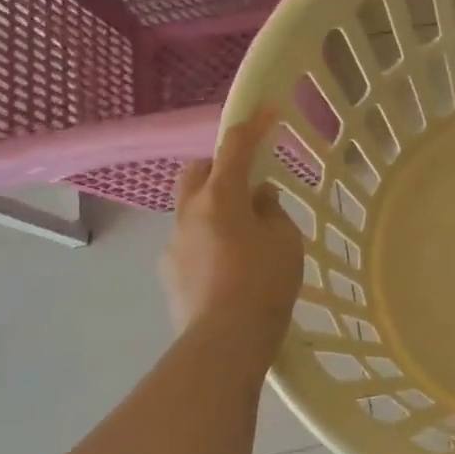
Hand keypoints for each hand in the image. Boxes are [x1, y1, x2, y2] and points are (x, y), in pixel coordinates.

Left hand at [159, 108, 304, 352]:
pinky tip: (228, 267)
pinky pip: (189, 242)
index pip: (235, 148)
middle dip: (218, 166)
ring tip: (243, 236)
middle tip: (247, 182)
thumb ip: (272, 211)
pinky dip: (208, 241)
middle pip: (196, 172)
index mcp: (221, 197)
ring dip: (214, 209)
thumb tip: (258, 198)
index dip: (252, 126)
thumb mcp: (285, 241)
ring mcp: (173, 244)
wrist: (224, 342)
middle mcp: (189, 213)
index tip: (266, 111)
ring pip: (191, 210)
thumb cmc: (264, 283)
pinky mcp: (169, 273)